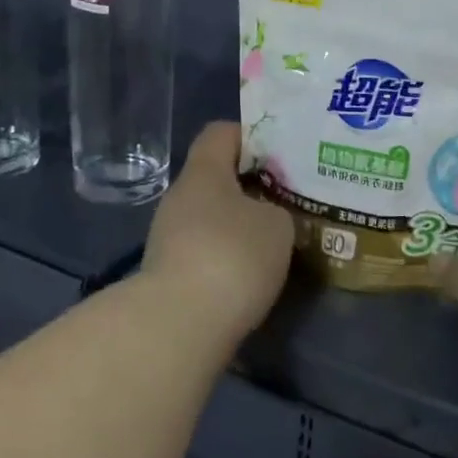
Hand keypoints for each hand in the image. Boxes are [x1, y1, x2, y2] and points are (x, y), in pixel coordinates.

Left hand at [139, 121, 295, 343]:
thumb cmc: (233, 256)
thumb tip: (266, 215)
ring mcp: (168, 237)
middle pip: (216, 177)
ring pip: (211, 216)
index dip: (252, 136)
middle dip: (252, 186)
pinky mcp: (169, 273)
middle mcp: (179, 198)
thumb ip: (276, 209)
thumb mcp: (277, 225)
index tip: (282, 154)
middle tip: (289, 200)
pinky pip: (205, 250)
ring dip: (240, 224)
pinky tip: (253, 273)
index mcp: (203, 172)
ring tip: (276, 240)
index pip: (221, 133)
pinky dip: (228, 256)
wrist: (180, 324)